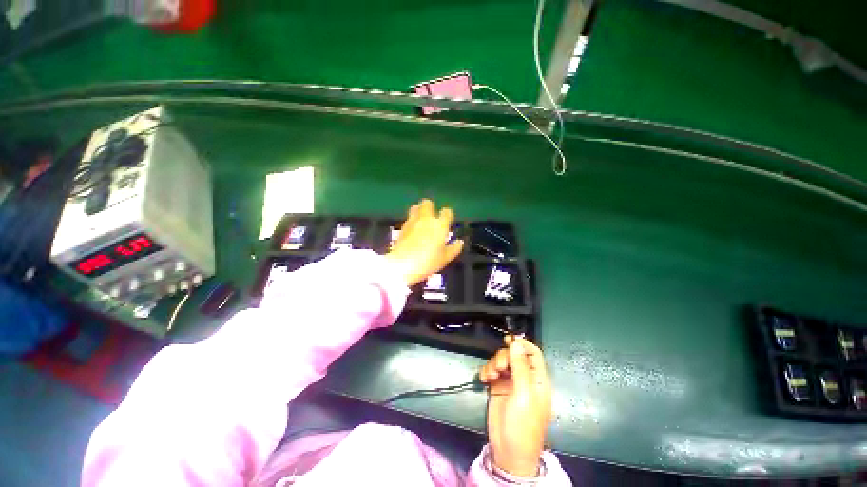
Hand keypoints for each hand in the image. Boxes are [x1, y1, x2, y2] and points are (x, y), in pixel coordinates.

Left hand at [385, 199, 463, 286]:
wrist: (403, 264)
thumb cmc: (428, 261)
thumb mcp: (445, 258)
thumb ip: (454, 248)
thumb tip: (460, 242)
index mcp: (440, 225)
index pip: (446, 212)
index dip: (447, 214)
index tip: (447, 219)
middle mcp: (426, 219)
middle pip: (427, 203)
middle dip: (430, 207)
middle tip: (432, 216)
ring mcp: (412, 222)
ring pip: (415, 208)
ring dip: (419, 211)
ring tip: (421, 221)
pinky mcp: (402, 227)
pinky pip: (408, 219)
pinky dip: (411, 221)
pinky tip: (412, 230)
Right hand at [479, 336, 551, 477]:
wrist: (508, 452)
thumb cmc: (523, 424)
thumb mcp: (524, 394)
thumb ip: (520, 366)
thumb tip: (516, 342)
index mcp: (537, 379)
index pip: (533, 353)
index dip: (522, 344)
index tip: (508, 340)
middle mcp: (524, 378)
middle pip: (514, 355)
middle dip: (504, 357)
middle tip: (499, 368)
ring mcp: (510, 382)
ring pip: (501, 361)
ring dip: (493, 364)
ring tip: (490, 376)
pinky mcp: (498, 387)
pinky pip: (491, 371)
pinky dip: (486, 371)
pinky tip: (484, 379)